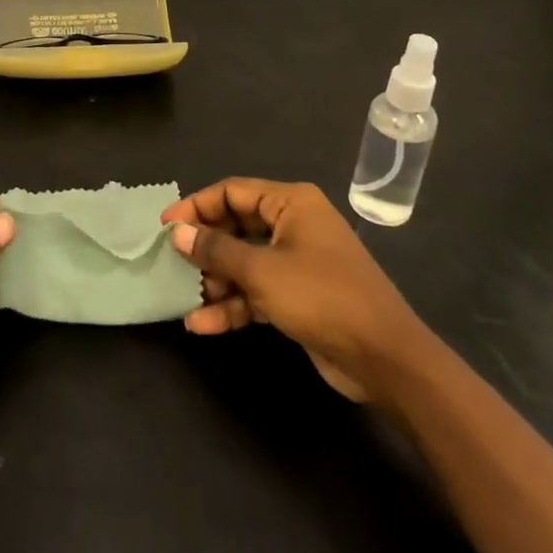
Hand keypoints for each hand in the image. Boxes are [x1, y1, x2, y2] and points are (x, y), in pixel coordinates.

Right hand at [161, 178, 426, 401]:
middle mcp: (294, 225)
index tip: (166, 228)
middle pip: (236, 227)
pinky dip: (233, 306)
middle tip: (171, 264)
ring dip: (216, 281)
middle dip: (205, 248)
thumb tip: (177, 232)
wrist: (385, 360)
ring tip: (185, 299)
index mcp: (291, 203)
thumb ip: (216, 250)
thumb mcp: (262, 271)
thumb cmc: (322, 297)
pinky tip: (203, 324)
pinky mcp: (298, 296)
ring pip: (244, 262)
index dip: (196, 206)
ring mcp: (297, 262)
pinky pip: (257, 292)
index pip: (232, 192)